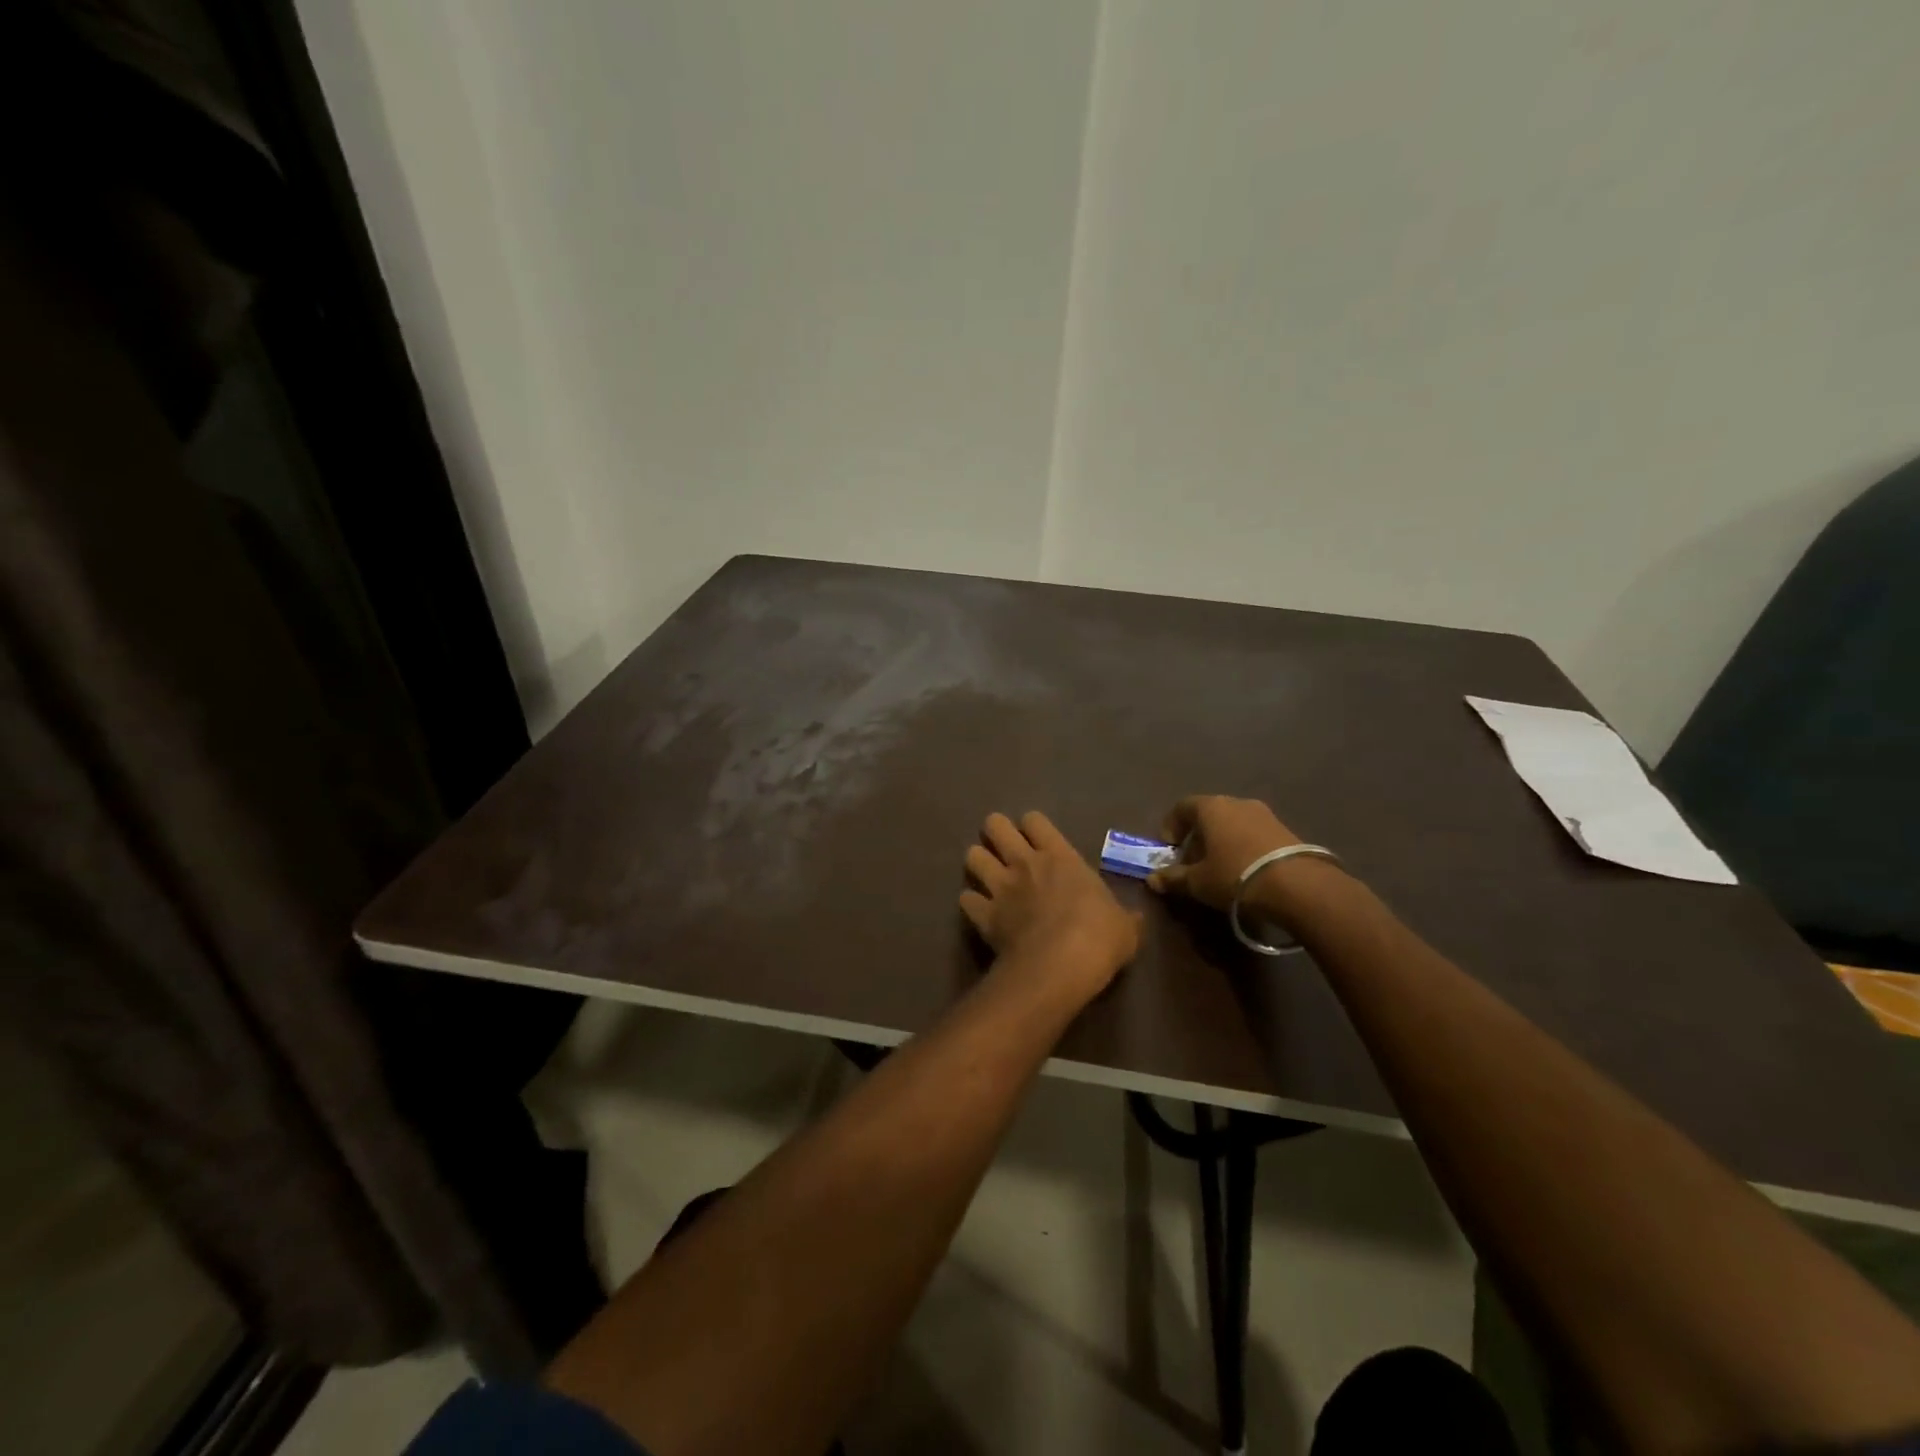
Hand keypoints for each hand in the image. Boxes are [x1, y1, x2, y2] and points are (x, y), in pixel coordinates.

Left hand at [961, 812, 1140, 996]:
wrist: (1060, 966)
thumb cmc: (1099, 938)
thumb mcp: (1125, 927)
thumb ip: (1125, 917)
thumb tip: (1136, 919)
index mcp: (1060, 857)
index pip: (1034, 820)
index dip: (1032, 826)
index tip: (1037, 839)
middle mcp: (1024, 863)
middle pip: (995, 826)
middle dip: (996, 832)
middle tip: (1004, 848)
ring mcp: (1000, 887)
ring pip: (972, 856)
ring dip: (978, 864)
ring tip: (987, 876)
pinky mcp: (983, 915)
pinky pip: (965, 899)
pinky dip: (971, 903)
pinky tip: (979, 911)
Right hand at [1145, 794, 1303, 909]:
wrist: (1298, 886)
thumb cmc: (1235, 876)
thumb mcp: (1198, 882)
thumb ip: (1173, 878)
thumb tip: (1152, 879)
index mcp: (1211, 807)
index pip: (1182, 807)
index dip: (1171, 826)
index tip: (1169, 849)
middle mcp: (1237, 802)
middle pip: (1208, 814)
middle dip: (1197, 837)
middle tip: (1193, 863)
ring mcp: (1264, 814)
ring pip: (1232, 823)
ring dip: (1222, 842)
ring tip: (1220, 869)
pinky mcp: (1285, 829)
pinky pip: (1253, 833)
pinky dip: (1243, 846)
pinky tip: (1245, 871)